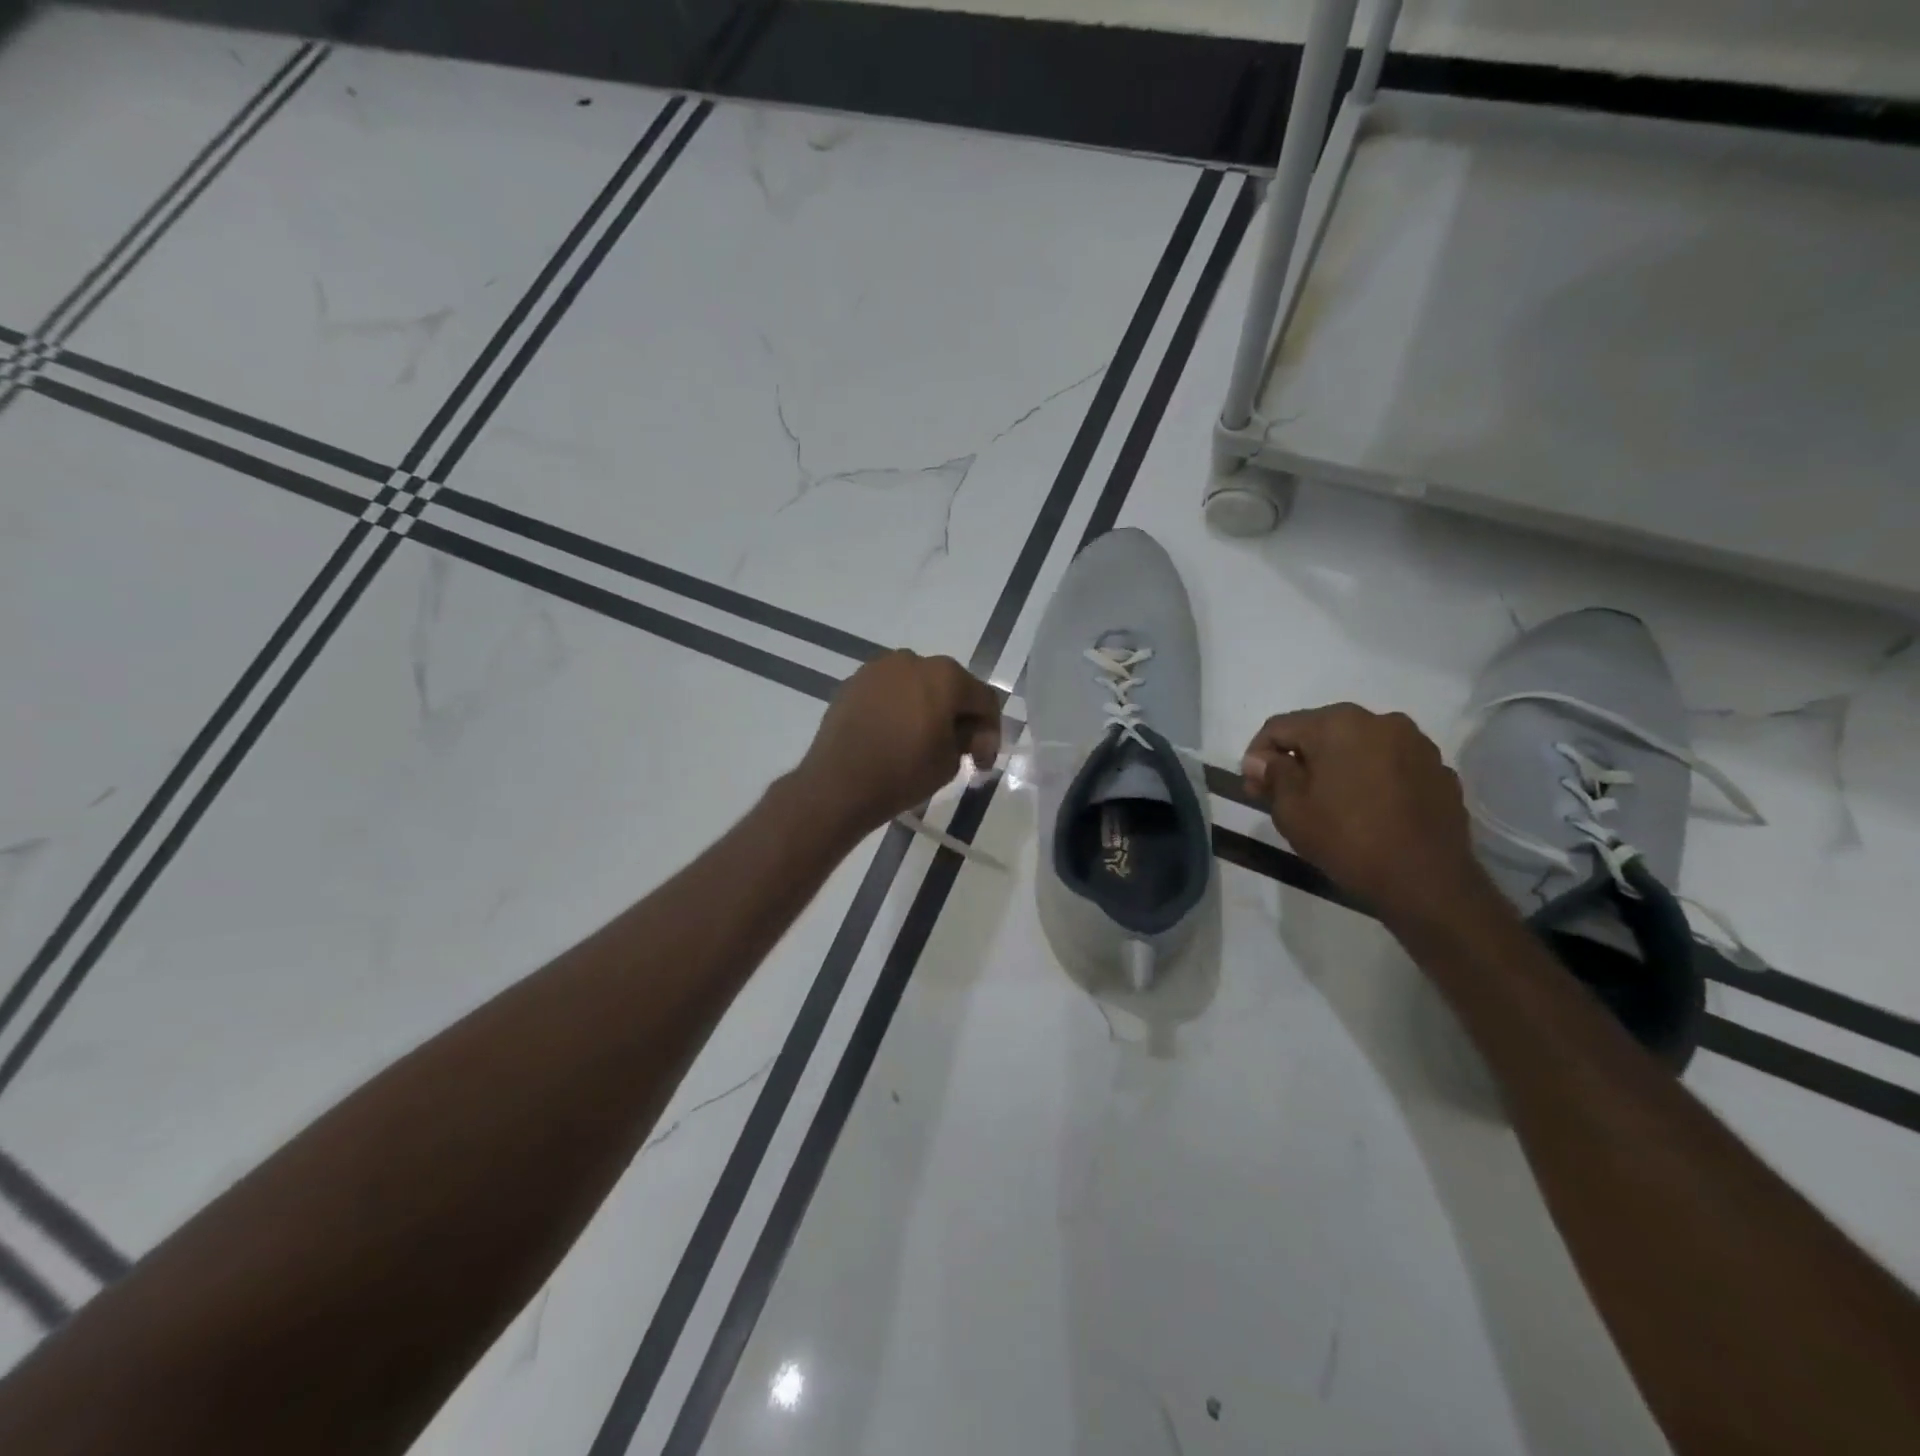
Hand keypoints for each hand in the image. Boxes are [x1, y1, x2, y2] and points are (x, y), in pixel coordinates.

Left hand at [797, 651, 1002, 835]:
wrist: (838, 785)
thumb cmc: (902, 773)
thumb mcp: (950, 762)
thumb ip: (968, 739)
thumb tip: (967, 732)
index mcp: (945, 676)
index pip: (983, 699)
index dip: (990, 732)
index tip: (983, 762)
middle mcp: (912, 660)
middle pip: (949, 686)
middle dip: (958, 715)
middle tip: (958, 750)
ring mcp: (878, 669)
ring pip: (916, 686)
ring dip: (926, 708)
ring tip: (922, 741)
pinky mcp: (852, 683)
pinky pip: (888, 693)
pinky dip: (897, 709)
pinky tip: (893, 736)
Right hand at [1241, 704, 1494, 928]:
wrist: (1426, 881)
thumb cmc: (1347, 839)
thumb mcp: (1291, 809)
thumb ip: (1272, 774)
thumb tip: (1261, 759)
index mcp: (1338, 723)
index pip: (1279, 727)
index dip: (1257, 756)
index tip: (1253, 787)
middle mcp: (1380, 721)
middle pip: (1321, 732)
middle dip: (1298, 759)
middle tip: (1282, 795)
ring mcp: (1416, 744)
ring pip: (1359, 746)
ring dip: (1336, 766)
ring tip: (1328, 802)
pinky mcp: (1439, 770)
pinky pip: (1391, 765)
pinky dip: (1371, 779)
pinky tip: (1366, 810)